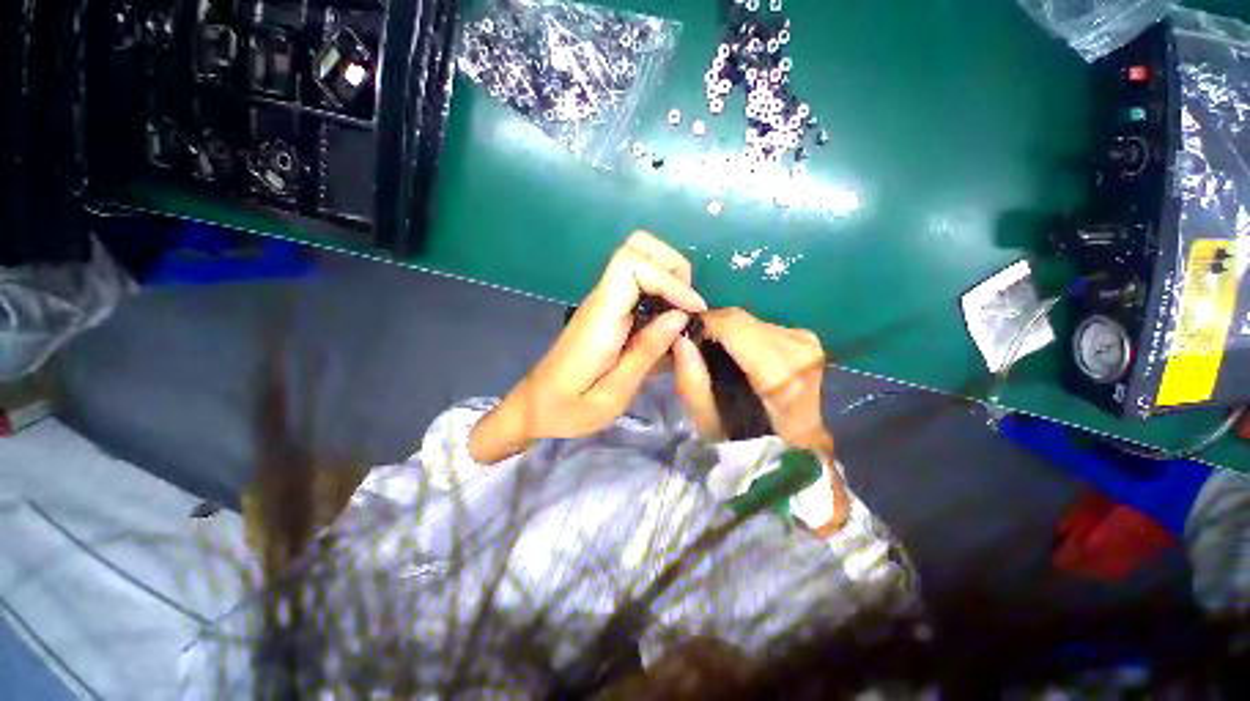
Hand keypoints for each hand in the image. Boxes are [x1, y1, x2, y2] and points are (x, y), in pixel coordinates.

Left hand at [469, 232, 706, 463]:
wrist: (537, 407)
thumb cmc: (570, 408)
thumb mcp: (614, 393)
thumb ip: (646, 352)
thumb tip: (680, 315)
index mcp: (600, 318)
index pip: (631, 264)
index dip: (668, 277)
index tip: (692, 308)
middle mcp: (600, 300)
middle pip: (635, 247)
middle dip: (672, 266)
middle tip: (688, 304)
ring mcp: (601, 302)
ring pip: (637, 259)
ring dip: (668, 276)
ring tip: (684, 312)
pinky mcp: (605, 311)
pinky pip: (635, 283)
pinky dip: (660, 289)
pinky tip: (668, 320)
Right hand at [674, 308, 846, 535]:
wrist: (798, 447)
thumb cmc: (750, 441)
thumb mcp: (707, 419)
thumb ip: (690, 378)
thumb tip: (679, 337)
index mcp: (780, 371)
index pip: (732, 324)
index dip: (702, 323)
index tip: (682, 335)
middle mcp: (798, 347)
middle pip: (739, 319)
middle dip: (712, 328)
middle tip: (695, 348)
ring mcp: (806, 340)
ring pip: (750, 321)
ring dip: (727, 332)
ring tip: (714, 354)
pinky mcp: (806, 339)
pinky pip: (762, 327)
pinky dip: (743, 336)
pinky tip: (737, 355)